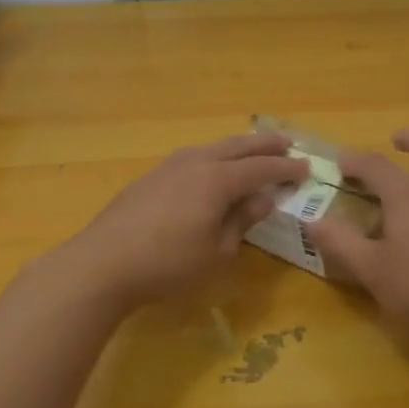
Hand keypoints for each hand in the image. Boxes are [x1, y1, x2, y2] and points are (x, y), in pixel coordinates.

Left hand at [56, 133, 307, 311]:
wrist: (102, 264)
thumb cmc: (168, 265)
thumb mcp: (217, 252)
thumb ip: (241, 221)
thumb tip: (263, 199)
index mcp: (218, 180)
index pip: (261, 169)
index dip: (286, 169)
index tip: (306, 168)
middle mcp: (196, 163)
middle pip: (238, 147)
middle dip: (265, 145)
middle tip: (288, 142)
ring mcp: (169, 167)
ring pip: (212, 148)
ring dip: (237, 148)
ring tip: (252, 151)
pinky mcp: (150, 178)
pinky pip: (193, 157)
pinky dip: (213, 157)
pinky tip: (211, 168)